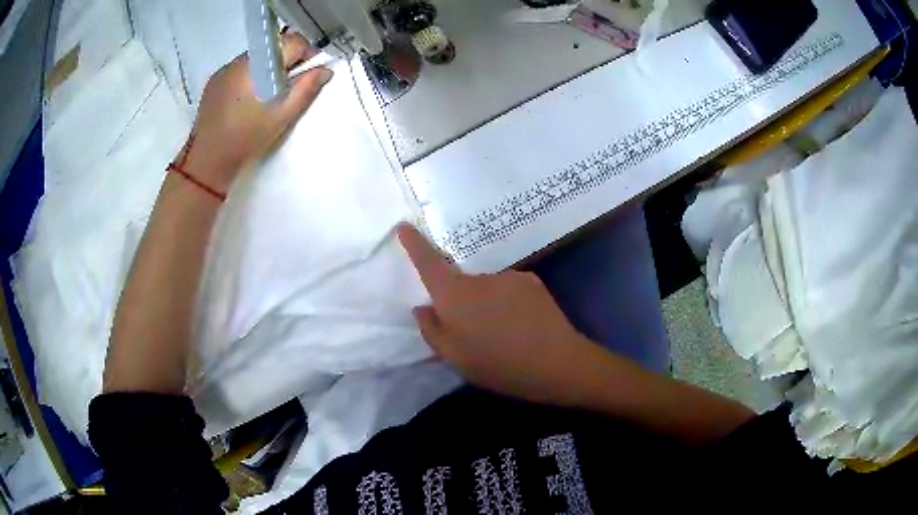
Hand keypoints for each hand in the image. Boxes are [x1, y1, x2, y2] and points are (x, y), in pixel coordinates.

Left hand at [179, 33, 333, 194]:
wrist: (208, 161)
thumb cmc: (246, 139)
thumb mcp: (282, 116)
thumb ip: (306, 90)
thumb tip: (325, 70)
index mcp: (258, 66)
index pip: (291, 43)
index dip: (307, 54)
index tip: (310, 74)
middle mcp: (240, 60)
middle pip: (273, 48)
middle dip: (287, 62)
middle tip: (289, 88)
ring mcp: (224, 70)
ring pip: (257, 58)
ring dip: (268, 69)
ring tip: (267, 96)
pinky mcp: (214, 81)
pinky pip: (240, 69)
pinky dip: (250, 77)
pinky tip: (248, 101)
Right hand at [398, 223, 607, 405]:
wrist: (556, 362)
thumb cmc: (498, 364)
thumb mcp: (454, 358)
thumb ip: (432, 330)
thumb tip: (423, 307)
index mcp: (455, 296)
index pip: (429, 263)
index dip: (414, 244)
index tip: (404, 225)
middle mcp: (481, 278)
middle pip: (461, 282)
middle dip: (462, 303)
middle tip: (474, 334)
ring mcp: (509, 276)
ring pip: (487, 289)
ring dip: (488, 306)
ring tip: (502, 335)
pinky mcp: (532, 281)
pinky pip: (509, 290)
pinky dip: (508, 305)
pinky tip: (522, 327)